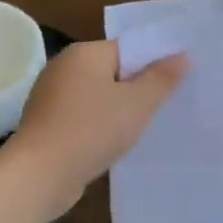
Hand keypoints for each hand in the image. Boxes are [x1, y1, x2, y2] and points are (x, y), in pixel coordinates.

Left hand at [6, 40, 187, 206]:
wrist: (40, 175)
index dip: (155, 63)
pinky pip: (85, 115)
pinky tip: (118, 141)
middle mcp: (64, 67)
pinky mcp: (47, 123)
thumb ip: (162, 78)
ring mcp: (51, 96)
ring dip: (121, 108)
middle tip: (169, 104)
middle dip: (139, 87)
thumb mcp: (138, 103)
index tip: (178, 81)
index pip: (129, 48)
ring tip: (147, 125)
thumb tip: (181, 56)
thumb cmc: (93, 130)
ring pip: (99, 95)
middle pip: (113, 71)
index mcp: (85, 54)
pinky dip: (102, 124)